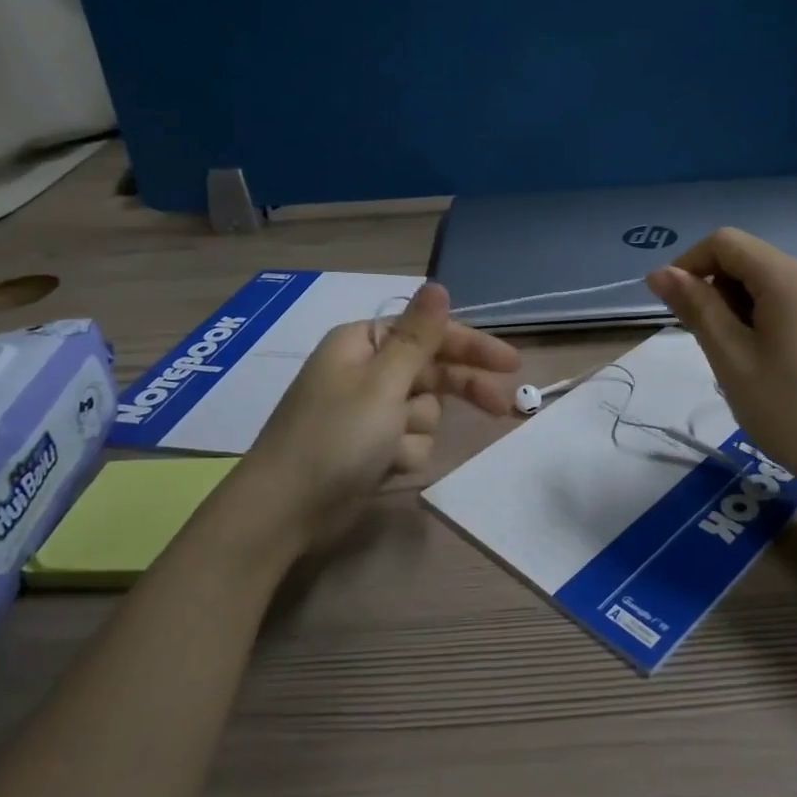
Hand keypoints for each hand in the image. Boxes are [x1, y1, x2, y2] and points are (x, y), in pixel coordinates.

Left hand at [241, 284, 519, 550]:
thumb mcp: (383, 383)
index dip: (472, 346)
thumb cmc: (336, 438)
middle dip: (459, 390)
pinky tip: (386, 468)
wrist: (285, 512)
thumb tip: (438, 285)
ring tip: (393, 448)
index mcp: (363, 343)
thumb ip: (418, 336)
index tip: (511, 363)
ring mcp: (368, 412)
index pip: (430, 333)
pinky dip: (404, 454)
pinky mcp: (371, 447)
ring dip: (418, 430)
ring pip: (425, 411)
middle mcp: (366, 371)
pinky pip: (410, 440)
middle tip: (501, 407)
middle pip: (432, 371)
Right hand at [646, 228, 796, 501]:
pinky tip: (766, 359)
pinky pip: (790, 299)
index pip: (725, 242)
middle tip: (711, 344)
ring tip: (739, 358)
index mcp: (790, 276)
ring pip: (767, 281)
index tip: (673, 306)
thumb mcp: (731, 358)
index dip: (690, 264)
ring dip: (739, 307)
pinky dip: (764, 317)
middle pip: (748, 259)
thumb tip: (659, 273)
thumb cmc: (789, 410)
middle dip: (717, 290)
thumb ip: (696, 307)